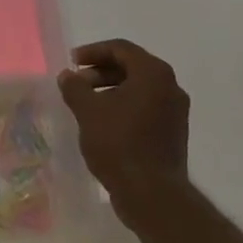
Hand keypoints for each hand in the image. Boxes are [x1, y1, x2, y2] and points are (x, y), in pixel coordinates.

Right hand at [58, 39, 192, 224]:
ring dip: (111, 89)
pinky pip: (145, 107)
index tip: (72, 63)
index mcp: (153, 74)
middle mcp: (170, 87)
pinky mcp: (173, 133)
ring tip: (87, 104)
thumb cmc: (119, 144)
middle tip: (77, 82)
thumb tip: (68, 76)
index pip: (121, 48)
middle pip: (132, 66)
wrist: (152, 194)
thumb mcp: (88, 111)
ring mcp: (175, 111)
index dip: (93, 51)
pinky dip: (124, 106)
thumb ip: (75, 87)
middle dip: (101, 71)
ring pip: (139, 88)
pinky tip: (104, 122)